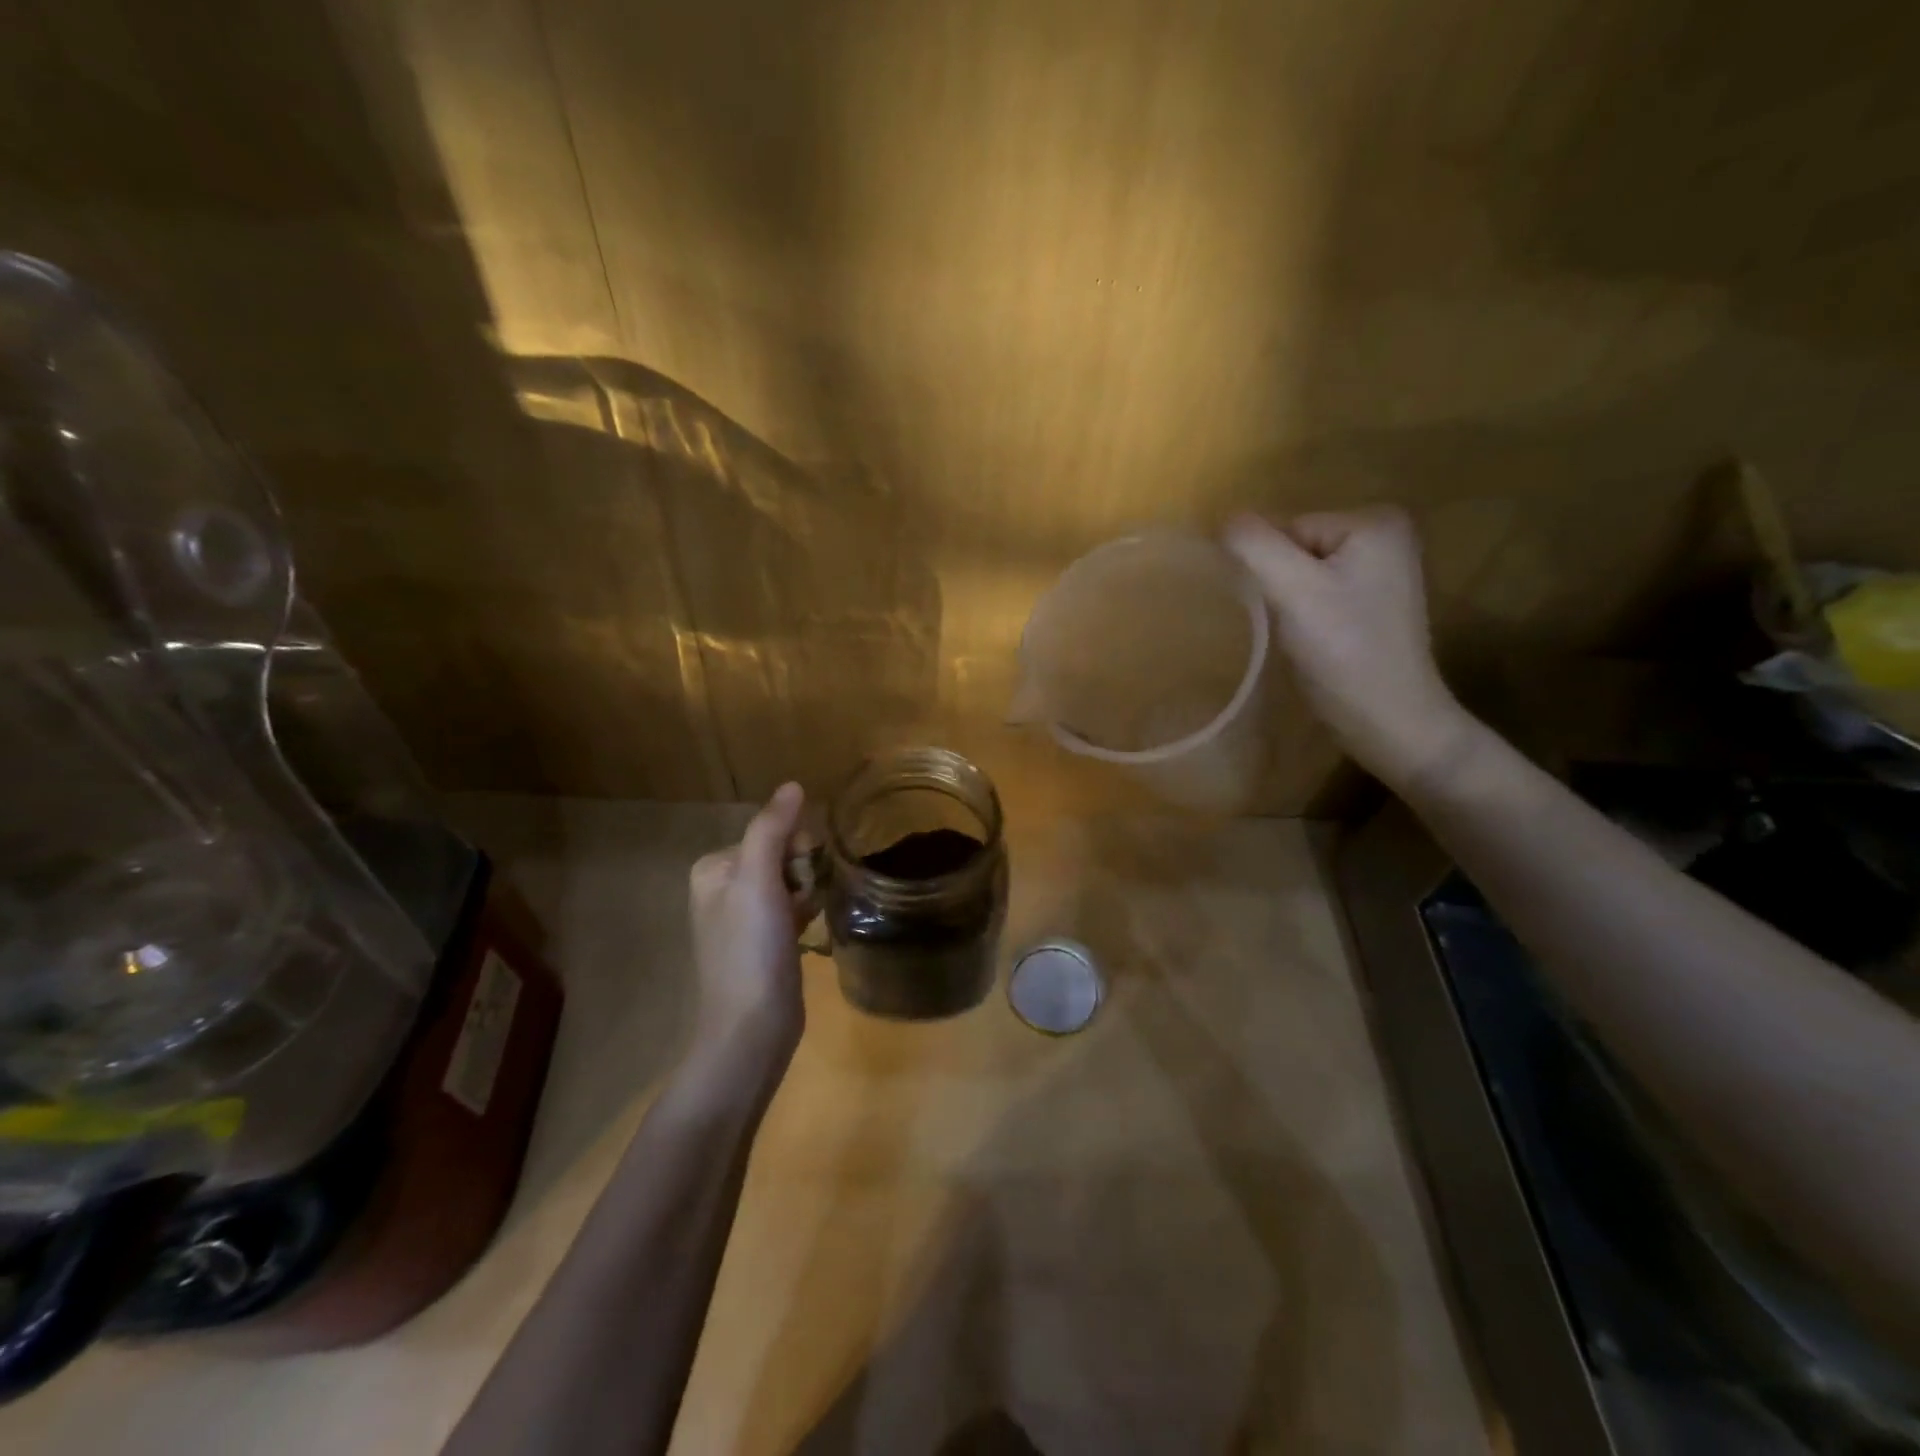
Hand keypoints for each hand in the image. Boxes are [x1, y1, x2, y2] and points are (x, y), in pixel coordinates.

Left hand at [688, 783, 813, 1067]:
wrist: (752, 1029)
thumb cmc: (751, 949)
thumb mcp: (758, 881)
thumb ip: (772, 829)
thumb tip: (793, 785)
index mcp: (713, 869)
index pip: (769, 833)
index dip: (794, 850)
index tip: (799, 878)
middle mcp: (723, 889)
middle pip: (781, 856)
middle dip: (801, 873)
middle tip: (801, 904)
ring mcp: (742, 919)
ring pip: (791, 882)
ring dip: (807, 893)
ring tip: (807, 919)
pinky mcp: (763, 943)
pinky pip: (792, 908)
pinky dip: (806, 912)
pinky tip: (810, 930)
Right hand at [1225, 508, 1478, 792]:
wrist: (1390, 722)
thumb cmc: (1345, 653)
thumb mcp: (1293, 592)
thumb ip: (1253, 546)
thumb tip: (1222, 520)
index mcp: (1374, 520)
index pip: (1287, 529)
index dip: (1270, 571)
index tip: (1285, 612)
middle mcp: (1386, 535)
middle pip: (1294, 548)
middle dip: (1279, 586)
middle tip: (1293, 627)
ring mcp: (1383, 570)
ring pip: (1301, 573)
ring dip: (1288, 605)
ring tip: (1303, 638)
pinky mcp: (1374, 603)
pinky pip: (1318, 593)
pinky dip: (1305, 616)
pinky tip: (1316, 643)